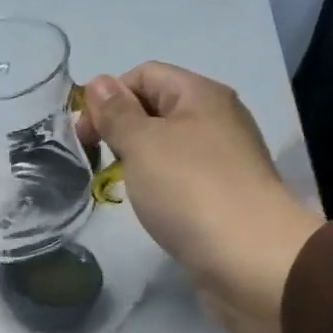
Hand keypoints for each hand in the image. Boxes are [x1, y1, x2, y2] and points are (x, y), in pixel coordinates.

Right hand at [82, 63, 322, 332]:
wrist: (249, 258)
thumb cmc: (190, 190)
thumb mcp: (143, 144)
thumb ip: (117, 113)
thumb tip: (98, 82)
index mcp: (200, 94)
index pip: (144, 74)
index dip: (108, 96)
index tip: (83, 135)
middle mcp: (216, 118)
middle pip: (156, 107)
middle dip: (120, 127)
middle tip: (93, 159)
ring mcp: (223, 158)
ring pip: (167, 144)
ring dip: (136, 158)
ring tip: (117, 184)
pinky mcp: (224, 194)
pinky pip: (181, 175)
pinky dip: (158, 183)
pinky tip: (149, 204)